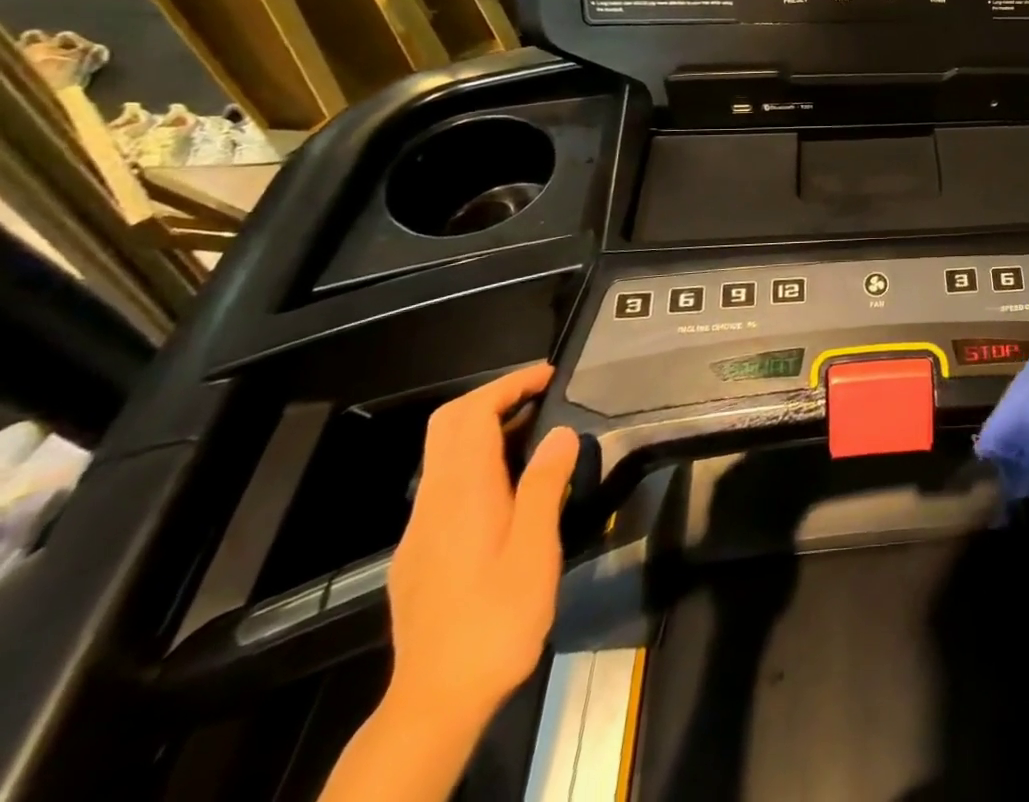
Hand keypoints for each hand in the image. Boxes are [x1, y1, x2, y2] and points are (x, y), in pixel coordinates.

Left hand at [386, 364, 578, 730]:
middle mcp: (433, 503)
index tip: (548, 376)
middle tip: (542, 395)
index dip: (508, 385)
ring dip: (487, 428)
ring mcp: (420, 530)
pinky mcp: (420, 554)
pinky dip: (479, 460)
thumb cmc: (496, 620)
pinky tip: (512, 486)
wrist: (436, 702)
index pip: (471, 415)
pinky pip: (446, 485)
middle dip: (494, 398)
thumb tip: (558, 432)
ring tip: (538, 432)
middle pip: (449, 426)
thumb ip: (545, 484)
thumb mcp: (535, 550)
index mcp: (462, 494)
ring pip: (445, 455)